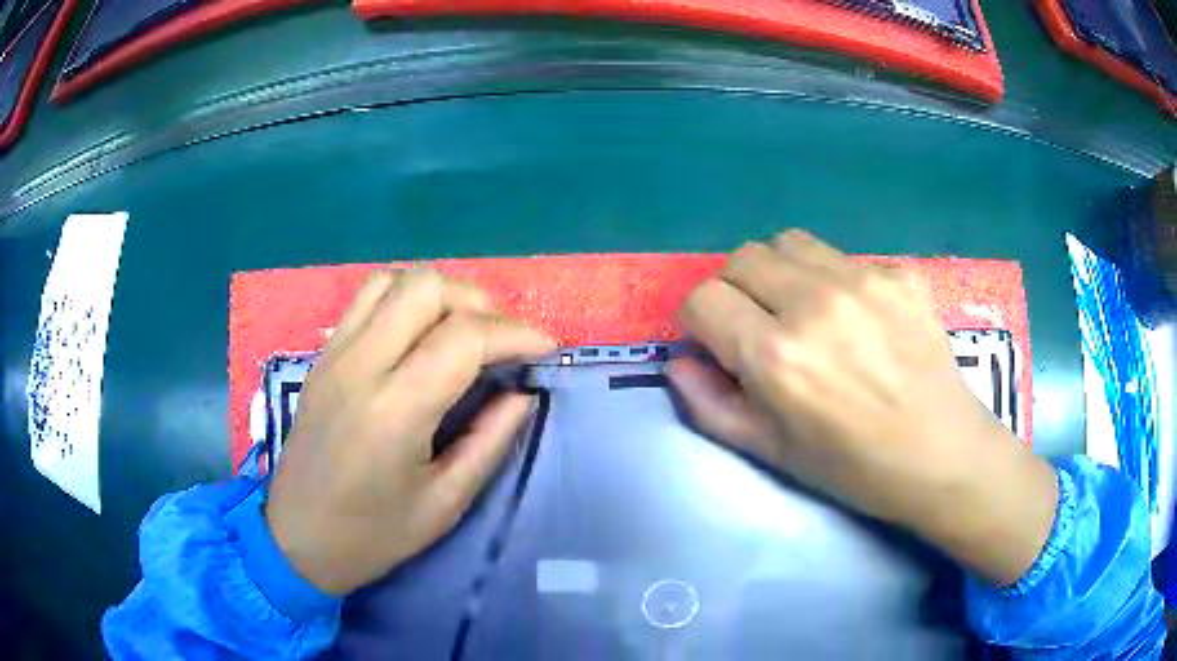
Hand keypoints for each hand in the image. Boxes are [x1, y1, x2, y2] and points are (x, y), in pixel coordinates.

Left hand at [265, 270, 555, 595]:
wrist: (296, 538)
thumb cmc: (373, 535)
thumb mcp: (445, 503)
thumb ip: (489, 440)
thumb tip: (522, 393)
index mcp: (394, 410)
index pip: (465, 336)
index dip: (516, 334)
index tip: (546, 349)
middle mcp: (360, 365)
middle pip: (428, 288)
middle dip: (480, 304)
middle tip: (502, 343)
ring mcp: (335, 354)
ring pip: (395, 281)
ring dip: (440, 296)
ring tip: (463, 332)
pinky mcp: (323, 356)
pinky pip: (367, 299)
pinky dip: (404, 300)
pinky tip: (419, 335)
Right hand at [667, 230, 1057, 585]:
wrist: (942, 454)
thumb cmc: (853, 467)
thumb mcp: (771, 452)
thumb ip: (711, 406)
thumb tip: (679, 363)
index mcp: (776, 355)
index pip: (703, 298)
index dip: (700, 321)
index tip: (719, 342)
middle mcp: (814, 303)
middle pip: (741, 258)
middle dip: (734, 290)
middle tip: (757, 325)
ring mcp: (862, 279)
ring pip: (788, 243)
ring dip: (779, 273)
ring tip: (802, 310)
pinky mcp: (897, 272)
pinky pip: (842, 257)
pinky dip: (831, 280)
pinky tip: (857, 318)